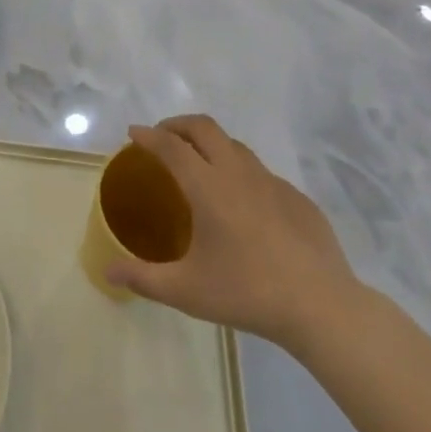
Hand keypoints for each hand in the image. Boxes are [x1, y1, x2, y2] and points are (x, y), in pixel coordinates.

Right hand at [106, 115, 364, 351]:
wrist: (322, 307)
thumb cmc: (247, 293)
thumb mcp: (185, 290)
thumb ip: (142, 278)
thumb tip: (108, 271)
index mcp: (208, 187)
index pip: (171, 146)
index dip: (148, 135)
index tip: (133, 133)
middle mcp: (239, 174)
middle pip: (204, 128)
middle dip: (178, 125)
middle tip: (162, 138)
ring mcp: (273, 184)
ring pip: (236, 146)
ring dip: (210, 145)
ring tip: (199, 165)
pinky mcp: (299, 200)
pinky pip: (262, 174)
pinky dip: (241, 174)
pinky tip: (242, 205)